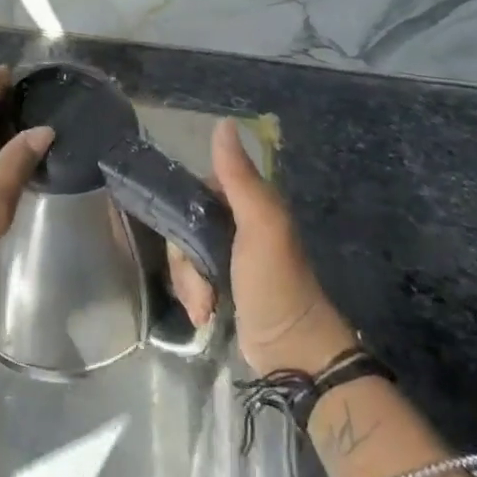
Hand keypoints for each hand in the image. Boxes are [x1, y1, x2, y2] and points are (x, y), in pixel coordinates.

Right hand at [168, 118, 357, 375]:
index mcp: (248, 203)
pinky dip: (193, 296)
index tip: (186, 237)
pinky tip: (204, 314)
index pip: (196, 189)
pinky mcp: (222, 286)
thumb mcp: (259, 225)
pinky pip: (190, 278)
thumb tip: (223, 123)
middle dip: (185, 259)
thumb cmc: (276, 283)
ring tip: (205, 306)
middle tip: (200, 285)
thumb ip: (239, 177)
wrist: (292, 353)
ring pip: (184, 254)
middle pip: (185, 225)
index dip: (184, 211)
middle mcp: (236, 224)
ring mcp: (228, 257)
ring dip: (188, 282)